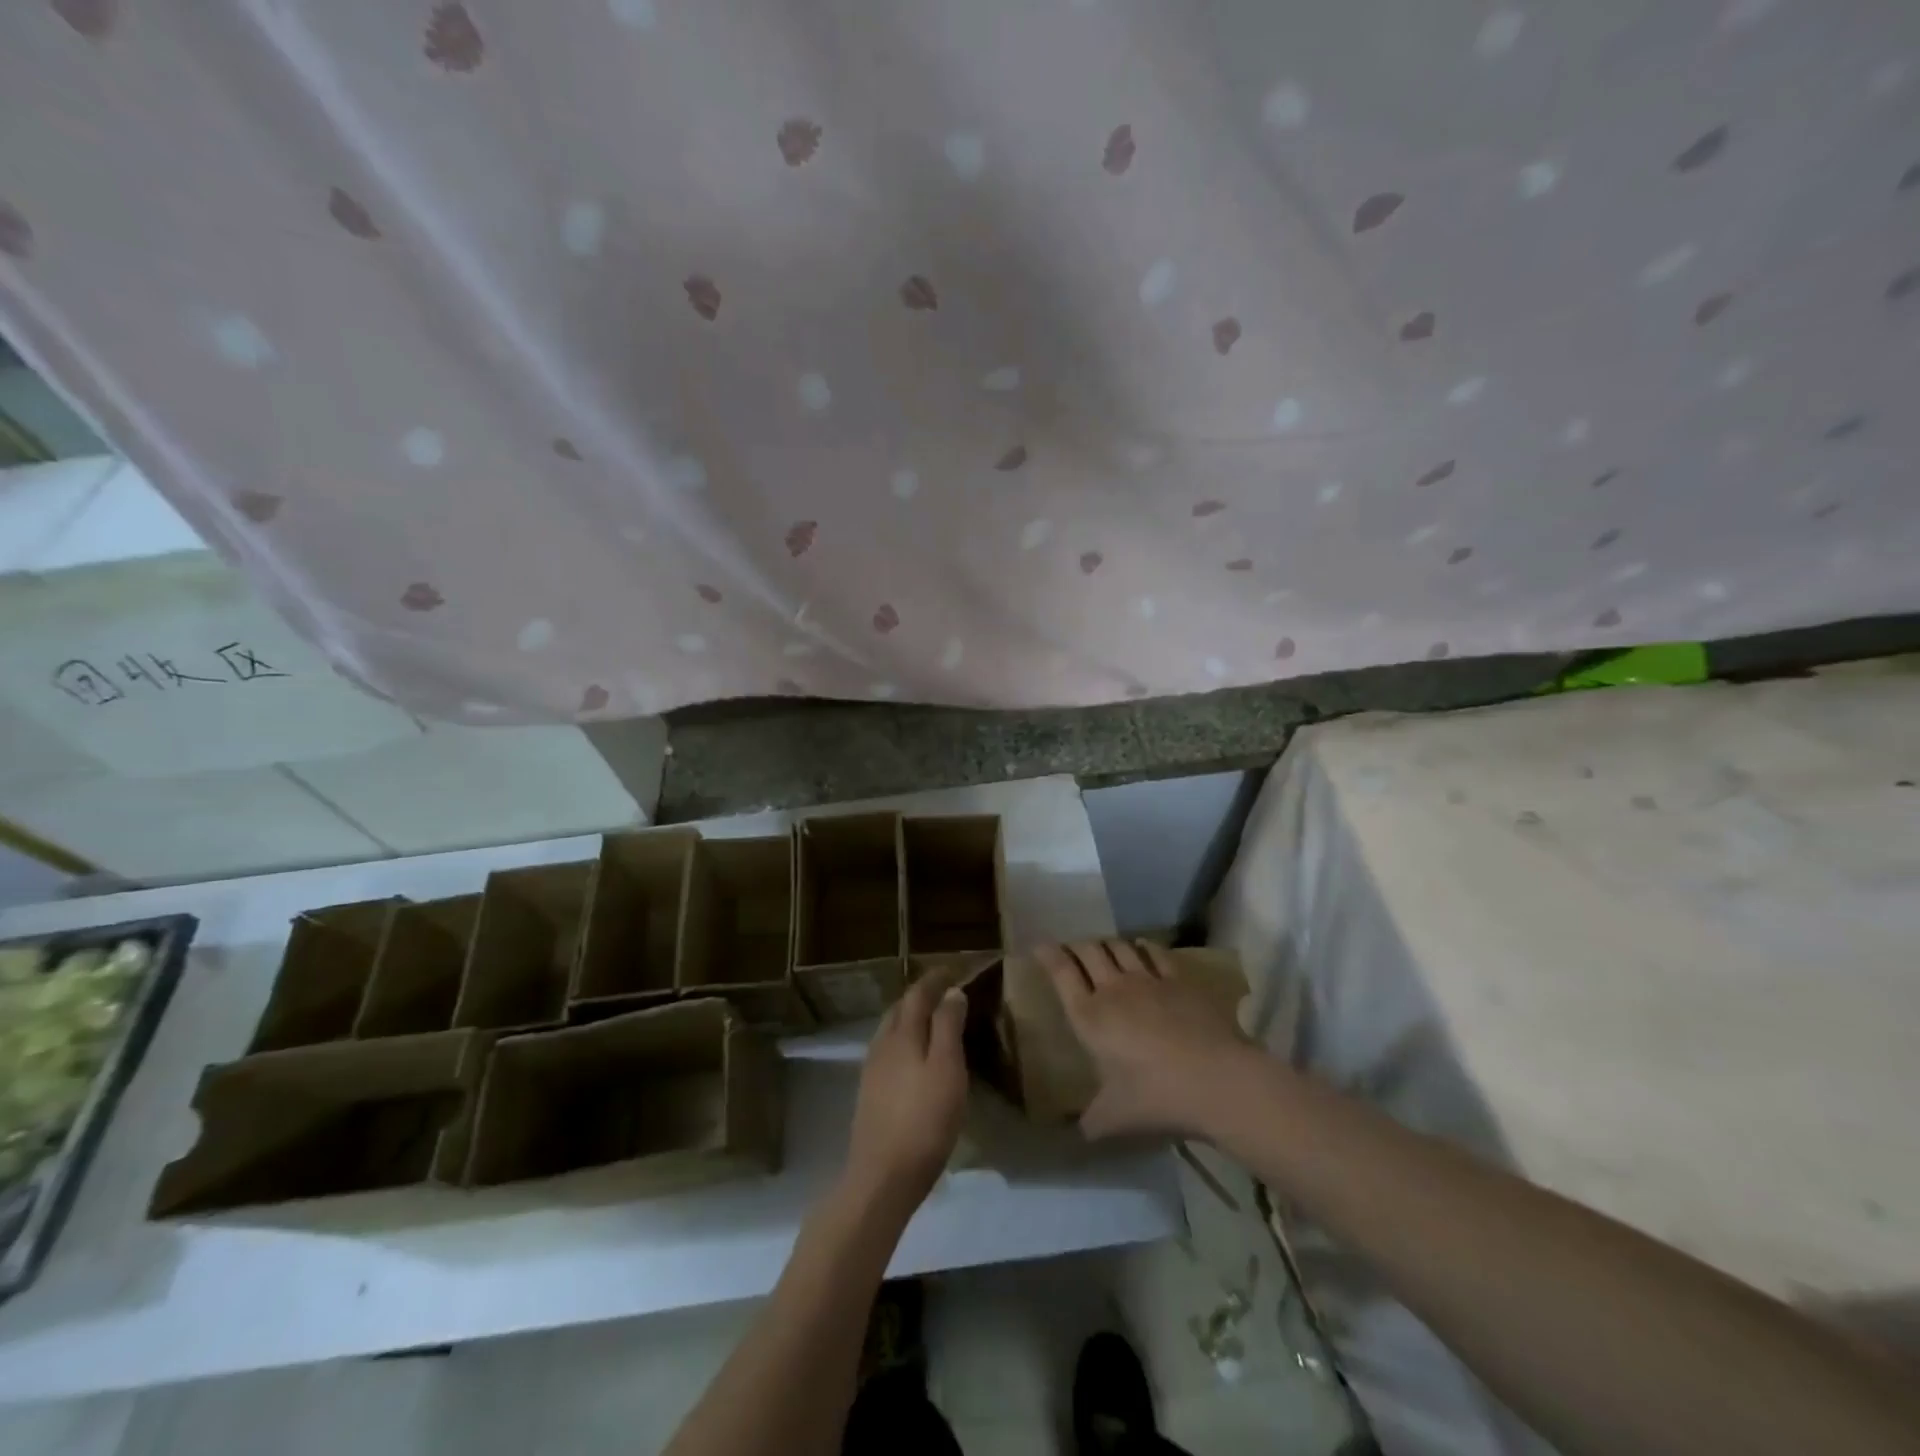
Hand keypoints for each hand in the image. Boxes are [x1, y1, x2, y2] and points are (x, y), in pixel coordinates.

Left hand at [843, 976, 969, 1209]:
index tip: (952, 969)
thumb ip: (948, 1027)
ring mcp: (872, 1070)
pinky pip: (888, 1050)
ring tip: (932, 1019)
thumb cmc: (924, 1120)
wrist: (881, 1177)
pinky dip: (904, 1040)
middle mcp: (882, 1044)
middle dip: (920, 995)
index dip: (935, 979)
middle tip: (943, 991)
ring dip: (910, 1017)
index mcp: (902, 1034)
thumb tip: (952, 992)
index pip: (917, 994)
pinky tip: (914, 1056)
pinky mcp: (870, 1093)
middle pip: (900, 1009)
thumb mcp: (947, 1070)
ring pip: (891, 1030)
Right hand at [1037, 940, 1255, 1139]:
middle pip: (1089, 952)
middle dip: (1077, 946)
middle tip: (1072, 950)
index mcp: (1089, 1017)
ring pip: (1120, 947)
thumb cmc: (1156, 1097)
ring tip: (1104, 948)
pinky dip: (1144, 947)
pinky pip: (1155, 953)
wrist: (1217, 1080)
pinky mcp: (1179, 980)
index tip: (1039, 945)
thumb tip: (1077, 1133)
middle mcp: (1113, 989)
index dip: (1048, 955)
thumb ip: (1091, 1122)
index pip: (1061, 973)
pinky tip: (1142, 947)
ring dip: (1108, 944)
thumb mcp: (1114, 1118)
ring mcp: (1149, 980)